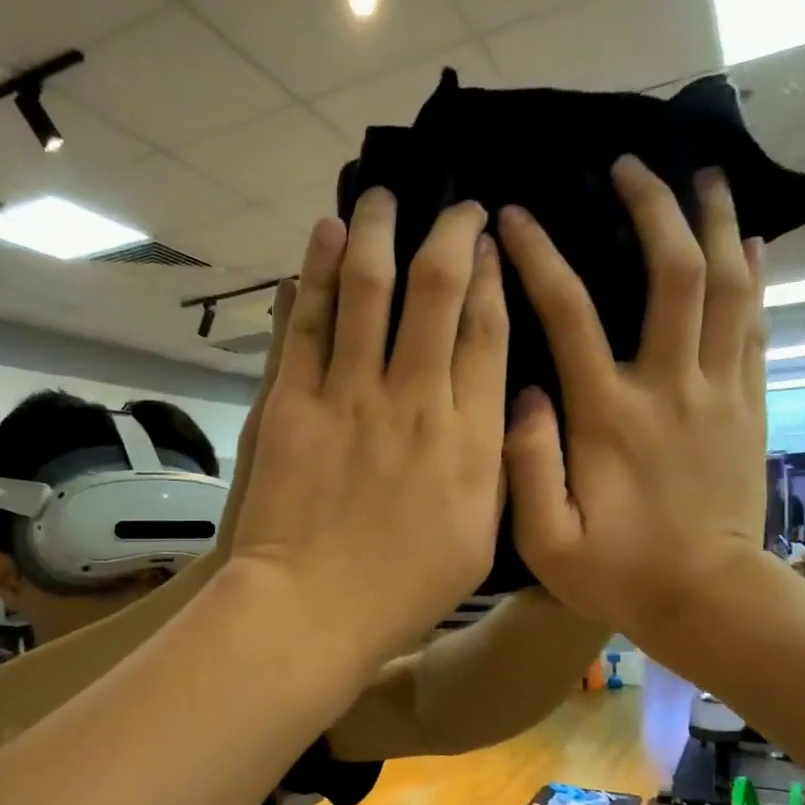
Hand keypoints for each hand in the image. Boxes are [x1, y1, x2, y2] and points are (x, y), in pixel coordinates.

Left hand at [227, 190, 507, 671]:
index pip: (488, 329)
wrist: (312, 609)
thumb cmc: (404, 588)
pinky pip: (307, 323)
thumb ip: (501, 463)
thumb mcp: (480, 535)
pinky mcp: (293, 402)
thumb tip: (511, 402)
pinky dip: (314, 273)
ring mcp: (349, 395)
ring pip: (368, 288)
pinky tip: (323, 236)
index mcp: (469, 434)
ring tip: (380, 195)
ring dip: (376, 231)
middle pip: (436, 288)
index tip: (491, 243)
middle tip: (452, 205)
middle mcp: (414, 397)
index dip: (492, 276)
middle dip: (448, 233)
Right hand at [499, 159, 768, 657]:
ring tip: (703, 175)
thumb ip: (525, 465)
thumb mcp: (546, 540)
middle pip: (672, 274)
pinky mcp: (748, 405)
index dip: (538, 254)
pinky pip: (755, 324)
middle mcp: (668, 386)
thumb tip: (523, 390)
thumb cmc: (618, 574)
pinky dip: (753, 275)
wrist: (709, 601)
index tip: (514, 216)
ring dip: (715, 223)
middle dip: (652, 208)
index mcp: (608, 414)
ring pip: (728, 285)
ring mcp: (717, 392)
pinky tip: (748, 241)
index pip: (568, 311)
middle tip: (631, 165)